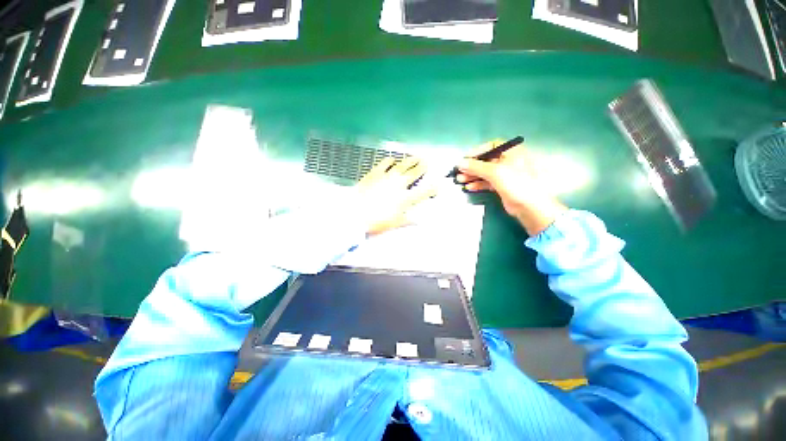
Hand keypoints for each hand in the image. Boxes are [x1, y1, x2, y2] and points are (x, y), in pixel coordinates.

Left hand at [356, 156, 436, 235]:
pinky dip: (389, 161)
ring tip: (415, 157)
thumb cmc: (376, 221)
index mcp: (404, 198)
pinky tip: (392, 160)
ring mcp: (387, 177)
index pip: (422, 192)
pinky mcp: (375, 173)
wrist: (355, 213)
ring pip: (401, 166)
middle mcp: (398, 185)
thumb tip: (420, 221)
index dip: (432, 188)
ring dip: (410, 161)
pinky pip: (384, 164)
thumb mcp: (394, 223)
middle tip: (427, 162)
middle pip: (413, 174)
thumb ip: (408, 220)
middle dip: (422, 168)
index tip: (438, 184)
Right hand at [455, 141, 567, 235]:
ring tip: (460, 180)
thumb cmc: (516, 183)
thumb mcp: (495, 172)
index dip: (477, 152)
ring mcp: (506, 174)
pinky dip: (478, 184)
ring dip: (472, 176)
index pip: (491, 146)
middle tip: (459, 172)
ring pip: (485, 172)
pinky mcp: (502, 185)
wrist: (529, 206)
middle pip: (486, 160)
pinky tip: (469, 187)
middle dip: (472, 167)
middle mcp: (509, 161)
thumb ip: (476, 166)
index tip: (464, 160)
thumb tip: (459, 163)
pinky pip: (487, 182)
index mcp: (512, 151)